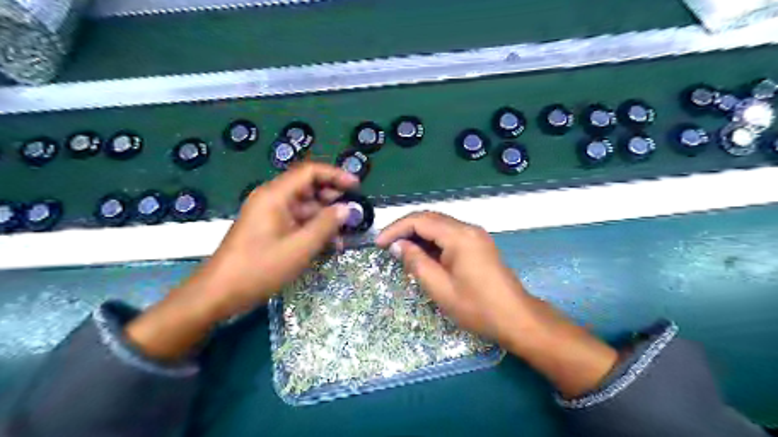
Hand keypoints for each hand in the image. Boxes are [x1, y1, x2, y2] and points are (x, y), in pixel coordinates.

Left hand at [127, 163, 358, 358]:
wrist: (218, 294)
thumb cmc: (259, 268)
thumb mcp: (299, 248)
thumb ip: (326, 225)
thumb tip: (347, 209)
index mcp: (275, 195)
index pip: (310, 172)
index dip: (336, 175)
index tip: (357, 186)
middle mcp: (272, 199)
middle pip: (308, 188)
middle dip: (333, 199)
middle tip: (355, 213)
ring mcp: (270, 215)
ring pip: (305, 207)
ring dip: (326, 218)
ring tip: (345, 234)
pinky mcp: (270, 229)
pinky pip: (297, 222)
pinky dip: (314, 229)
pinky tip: (329, 244)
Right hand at [375, 211, 535, 347]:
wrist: (516, 318)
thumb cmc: (477, 307)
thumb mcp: (440, 288)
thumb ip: (416, 263)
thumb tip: (398, 245)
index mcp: (459, 236)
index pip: (420, 220)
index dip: (396, 229)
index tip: (379, 244)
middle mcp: (468, 228)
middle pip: (430, 218)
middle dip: (405, 229)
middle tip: (387, 246)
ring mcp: (475, 235)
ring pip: (439, 225)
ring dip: (418, 234)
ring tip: (400, 251)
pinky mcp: (478, 244)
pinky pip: (449, 234)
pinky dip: (432, 241)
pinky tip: (422, 254)